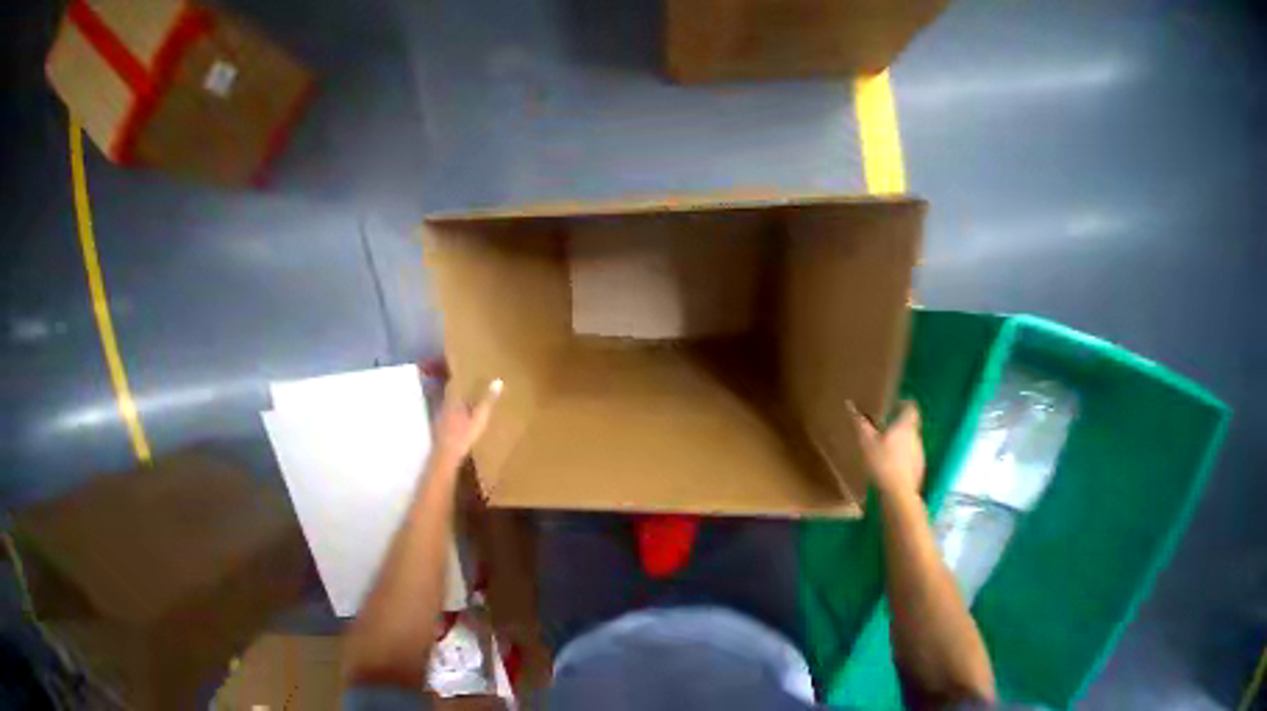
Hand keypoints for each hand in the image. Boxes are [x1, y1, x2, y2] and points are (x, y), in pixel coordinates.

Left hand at [434, 378, 502, 464]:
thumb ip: (488, 400)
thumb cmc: (464, 435)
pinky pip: (449, 417)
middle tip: (471, 385)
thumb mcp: (480, 417)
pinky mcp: (441, 430)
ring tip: (469, 400)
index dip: (459, 379)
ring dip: (458, 402)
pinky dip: (456, 414)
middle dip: (460, 390)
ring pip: (449, 406)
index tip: (467, 372)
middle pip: (451, 395)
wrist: (446, 457)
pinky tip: (463, 418)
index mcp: (453, 402)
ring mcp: (441, 420)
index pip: (454, 386)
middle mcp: (444, 408)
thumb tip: (498, 381)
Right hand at [850, 400, 924, 497]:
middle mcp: (915, 437)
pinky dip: (901, 447)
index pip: (911, 409)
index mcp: (904, 427)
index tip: (897, 400)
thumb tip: (849, 404)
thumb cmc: (881, 461)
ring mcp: (919, 451)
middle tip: (884, 417)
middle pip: (911, 422)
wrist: (899, 491)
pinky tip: (889, 454)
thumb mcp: (865, 439)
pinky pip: (909, 449)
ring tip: (883, 435)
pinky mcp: (918, 464)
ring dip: (899, 433)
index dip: (906, 402)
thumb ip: (859, 421)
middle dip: (899, 418)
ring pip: (910, 436)